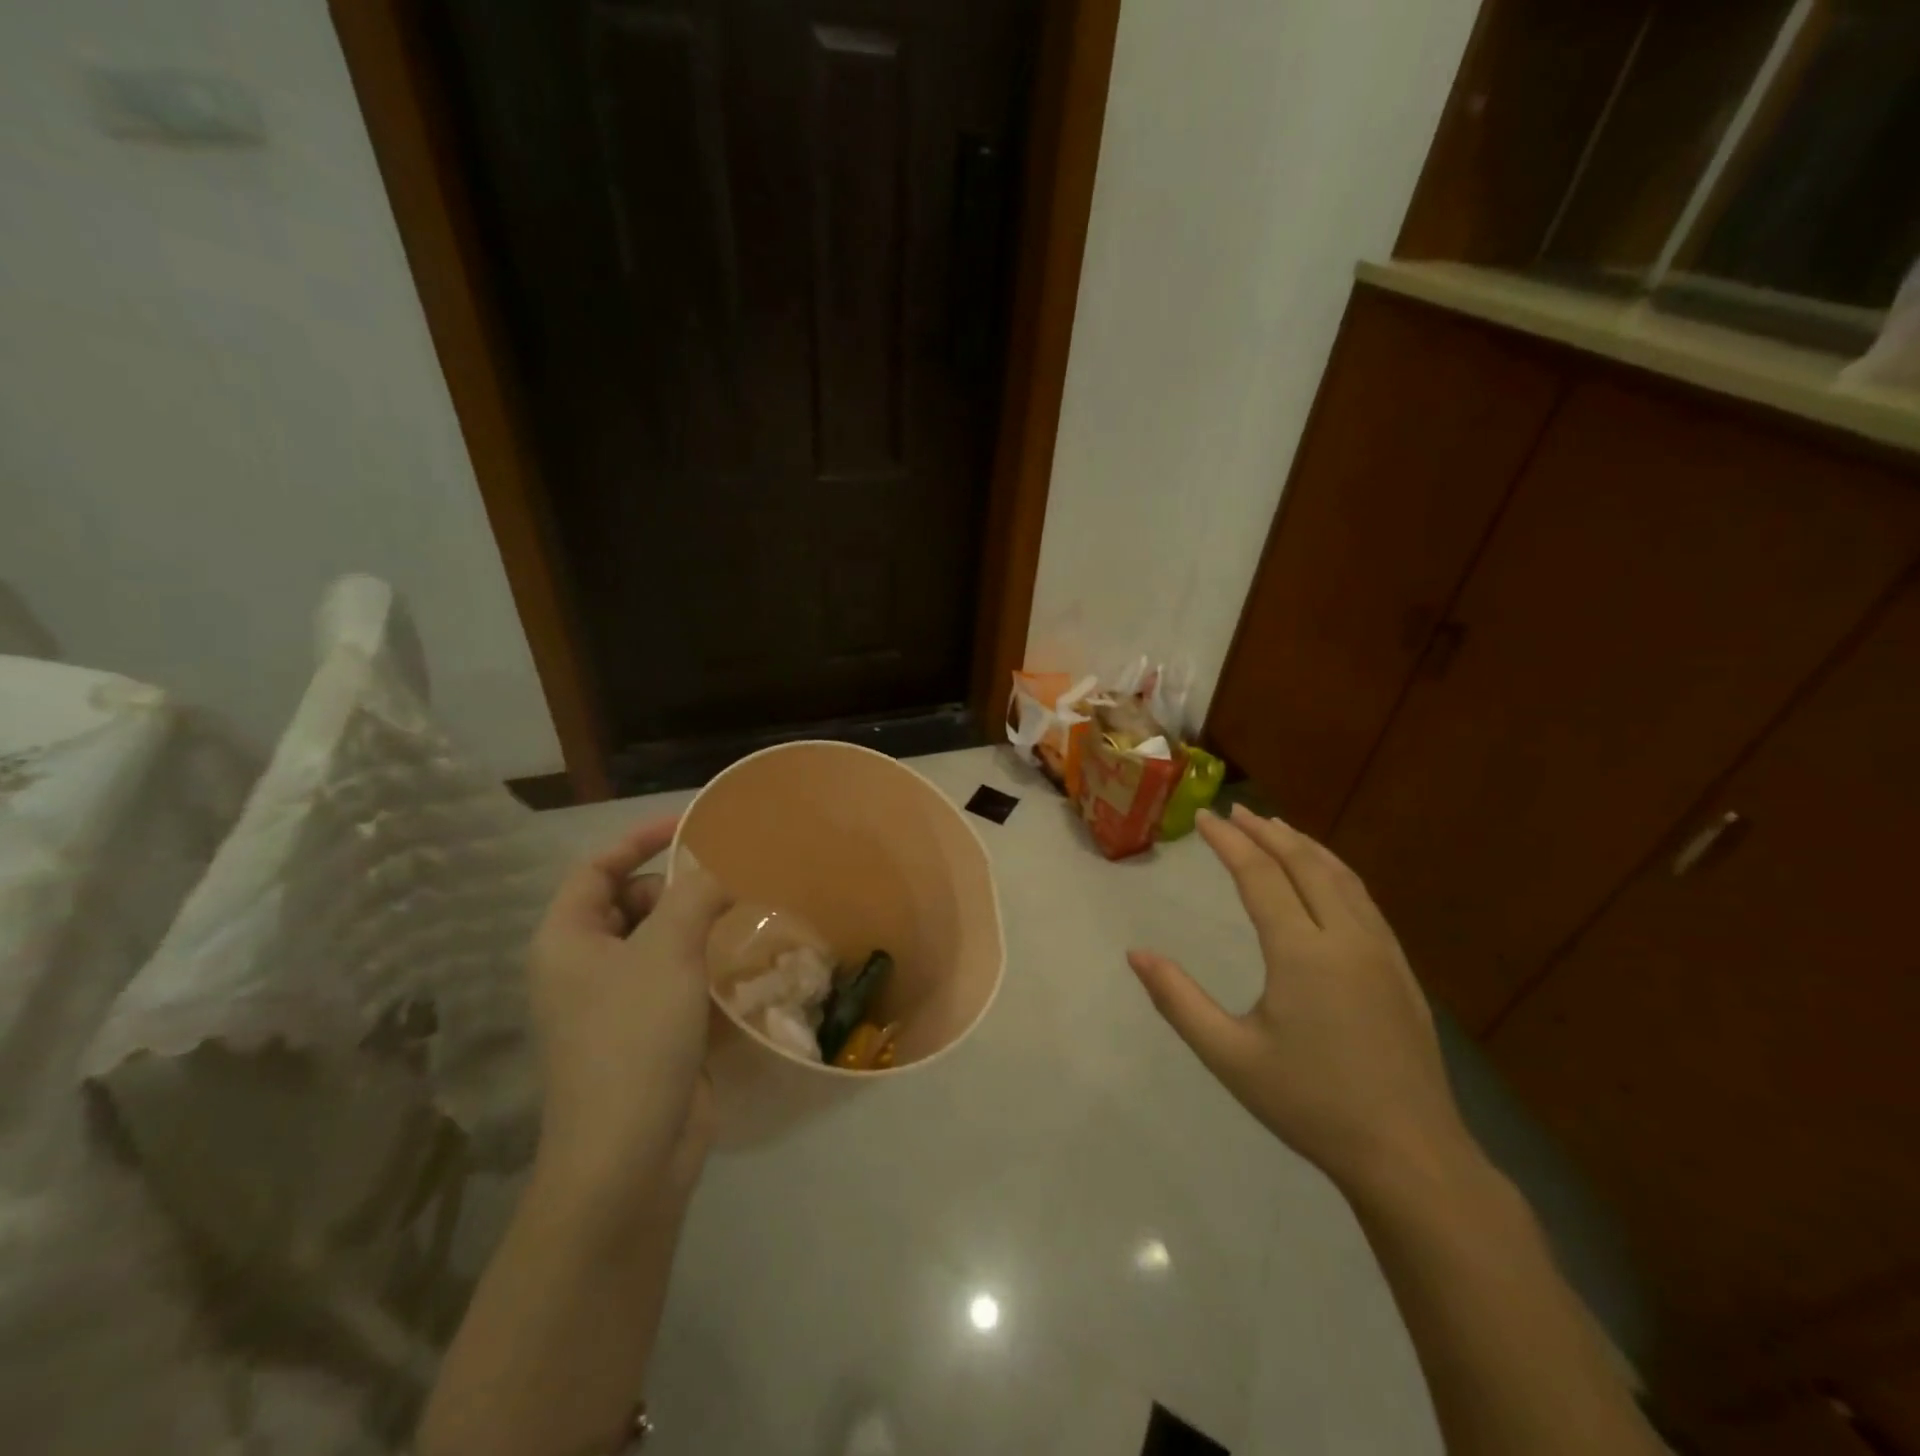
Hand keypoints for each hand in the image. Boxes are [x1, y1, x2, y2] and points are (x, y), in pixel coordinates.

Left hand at [528, 816, 732, 1208]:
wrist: (630, 1155)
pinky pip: (677, 978)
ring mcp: (616, 1003)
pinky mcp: (649, 1032)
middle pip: (630, 902)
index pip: (597, 868)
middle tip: (726, 889)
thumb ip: (694, 896)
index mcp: (567, 940)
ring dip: (698, 928)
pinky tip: (744, 965)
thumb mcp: (667, 952)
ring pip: (659, 942)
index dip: (640, 839)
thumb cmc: (635, 1038)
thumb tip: (715, 876)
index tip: (691, 825)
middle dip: (676, 889)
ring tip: (743, 920)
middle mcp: (584, 967)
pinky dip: (705, 965)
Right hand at [1128, 804, 1477, 1197]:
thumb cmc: (1311, 1104)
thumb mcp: (1230, 1057)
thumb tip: (1136, 954)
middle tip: (1236, 812)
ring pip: (1341, 876)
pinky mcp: (1400, 970)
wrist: (1411, 1155)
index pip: (1260, 875)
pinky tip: (1326, 877)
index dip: (1229, 842)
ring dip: (1305, 845)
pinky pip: (1363, 899)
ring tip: (1277, 828)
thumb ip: (1179, 1001)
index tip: (1204, 818)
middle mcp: (1345, 937)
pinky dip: (1335, 871)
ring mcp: (1381, 951)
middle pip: (1304, 863)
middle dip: (1267, 832)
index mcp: (1302, 953)